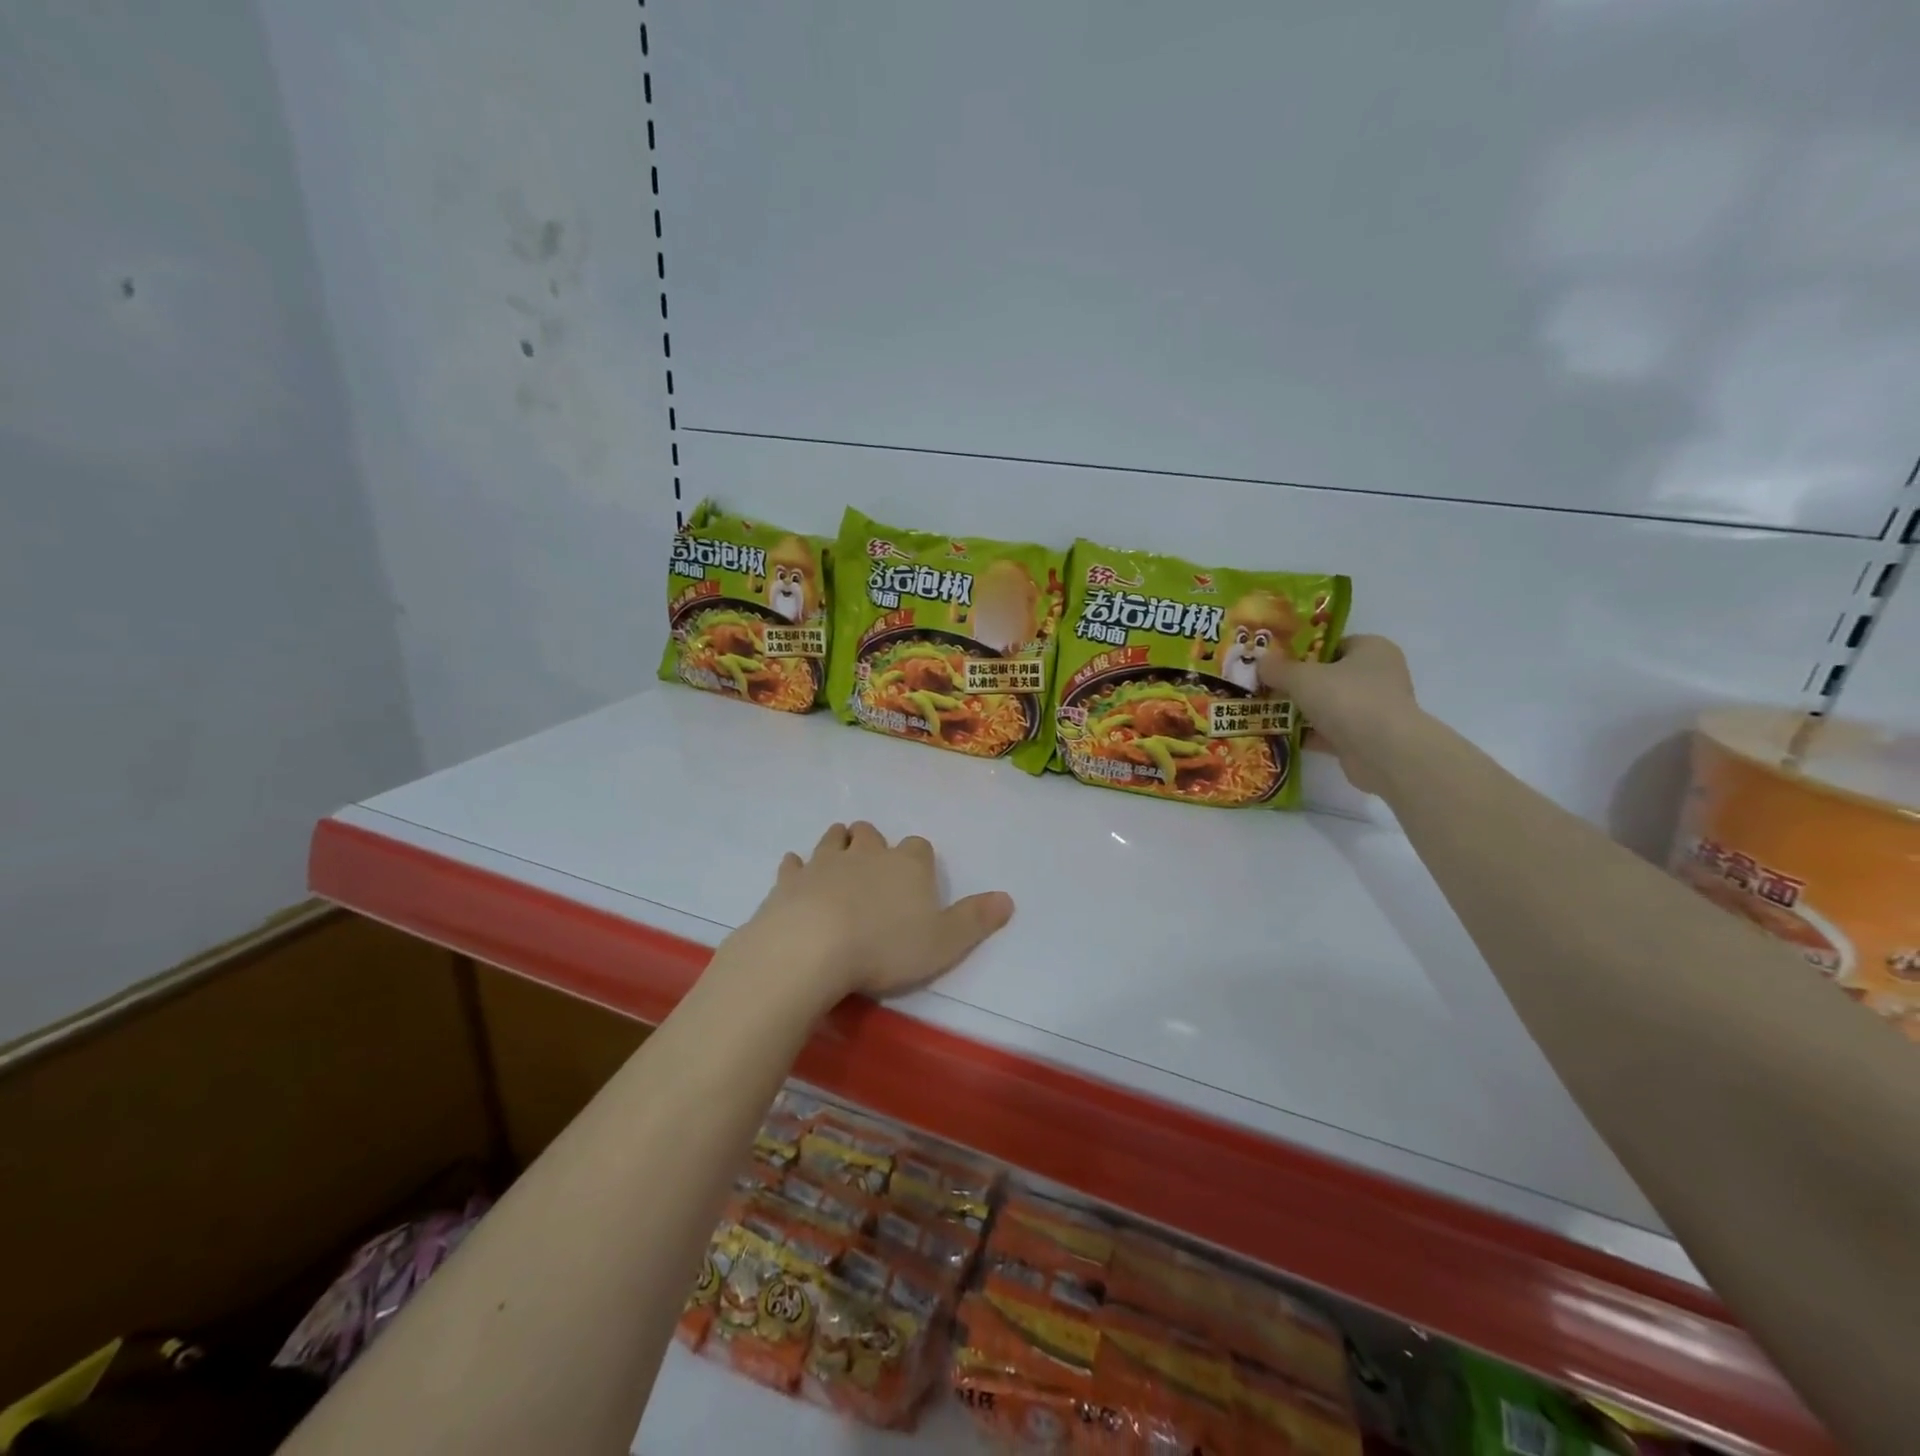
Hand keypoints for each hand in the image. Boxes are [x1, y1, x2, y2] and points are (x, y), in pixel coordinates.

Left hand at [738, 822, 1013, 1005]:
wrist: (812, 947)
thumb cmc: (885, 947)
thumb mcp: (944, 942)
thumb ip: (976, 919)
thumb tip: (1008, 899)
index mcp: (907, 865)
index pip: (918, 848)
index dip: (918, 860)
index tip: (916, 877)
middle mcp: (867, 854)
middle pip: (871, 834)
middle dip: (873, 843)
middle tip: (873, 863)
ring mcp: (824, 862)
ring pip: (834, 838)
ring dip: (838, 843)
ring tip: (840, 857)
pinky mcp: (790, 880)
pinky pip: (794, 864)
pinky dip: (797, 867)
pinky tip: (796, 874)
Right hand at [1257, 635, 1420, 795]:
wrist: (1383, 752)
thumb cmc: (1347, 699)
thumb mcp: (1302, 677)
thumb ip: (1278, 669)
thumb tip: (1260, 662)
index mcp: (1372, 649)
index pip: (1333, 644)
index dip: (1303, 651)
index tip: (1276, 661)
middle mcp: (1378, 676)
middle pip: (1329, 675)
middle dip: (1298, 683)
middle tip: (1266, 686)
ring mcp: (1373, 709)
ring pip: (1328, 705)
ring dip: (1300, 710)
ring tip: (1265, 711)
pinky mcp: (1365, 738)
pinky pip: (1329, 731)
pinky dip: (1307, 734)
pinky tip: (1279, 735)